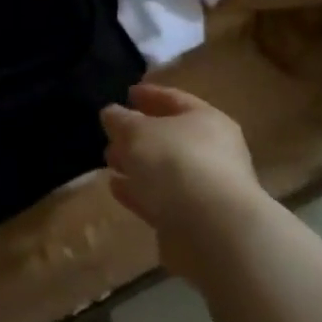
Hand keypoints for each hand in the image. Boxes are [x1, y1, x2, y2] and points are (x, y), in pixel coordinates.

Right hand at [100, 85, 264, 263]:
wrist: (212, 229)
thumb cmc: (175, 163)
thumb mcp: (137, 132)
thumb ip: (121, 119)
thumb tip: (112, 113)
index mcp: (206, 120)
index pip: (174, 99)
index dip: (149, 94)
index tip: (127, 92)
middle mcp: (212, 150)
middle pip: (170, 136)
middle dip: (138, 134)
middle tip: (111, 134)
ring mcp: (206, 186)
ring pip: (164, 169)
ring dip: (137, 164)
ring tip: (109, 162)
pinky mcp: (195, 218)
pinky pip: (162, 197)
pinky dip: (140, 191)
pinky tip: (117, 188)